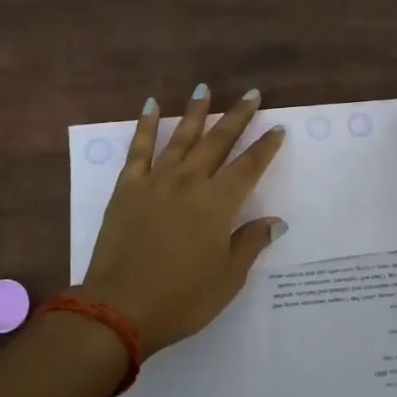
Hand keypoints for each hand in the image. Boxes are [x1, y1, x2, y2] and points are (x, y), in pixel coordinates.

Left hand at [81, 86, 287, 352]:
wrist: (119, 308)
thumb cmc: (182, 299)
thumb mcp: (228, 278)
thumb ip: (250, 243)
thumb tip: (275, 221)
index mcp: (218, 203)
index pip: (249, 166)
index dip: (266, 147)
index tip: (277, 128)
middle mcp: (189, 182)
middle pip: (218, 141)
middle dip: (237, 116)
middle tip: (251, 94)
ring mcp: (155, 181)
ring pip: (181, 137)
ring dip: (195, 111)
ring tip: (204, 88)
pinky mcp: (127, 187)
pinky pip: (139, 149)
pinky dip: (145, 125)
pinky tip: (151, 105)